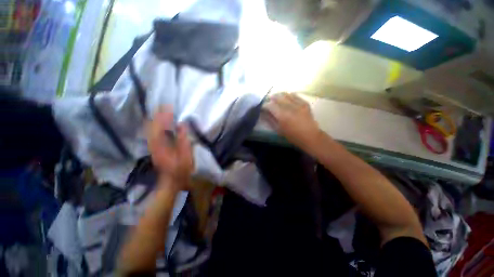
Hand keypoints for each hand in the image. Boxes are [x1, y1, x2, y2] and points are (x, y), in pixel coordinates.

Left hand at [147, 106, 192, 189]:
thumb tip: (182, 124)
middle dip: (158, 114)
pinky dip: (155, 125)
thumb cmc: (181, 168)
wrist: (172, 180)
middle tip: (165, 105)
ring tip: (162, 111)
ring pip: (150, 128)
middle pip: (152, 125)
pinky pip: (152, 133)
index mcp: (161, 144)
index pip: (160, 125)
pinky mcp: (155, 148)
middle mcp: (153, 143)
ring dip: (156, 119)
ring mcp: (153, 146)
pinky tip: (159, 123)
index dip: (164, 115)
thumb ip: (183, 138)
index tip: (170, 106)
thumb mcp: (186, 154)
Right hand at [263, 92, 321, 150]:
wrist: (310, 136)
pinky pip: (295, 95)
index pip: (270, 106)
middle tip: (268, 100)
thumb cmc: (292, 136)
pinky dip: (288, 95)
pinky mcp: (305, 103)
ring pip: (286, 94)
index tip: (262, 107)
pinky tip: (286, 97)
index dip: (265, 105)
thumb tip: (263, 113)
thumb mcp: (278, 130)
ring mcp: (298, 104)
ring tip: (276, 97)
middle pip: (277, 97)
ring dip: (279, 95)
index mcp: (282, 116)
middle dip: (271, 98)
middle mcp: (290, 107)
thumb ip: (270, 120)